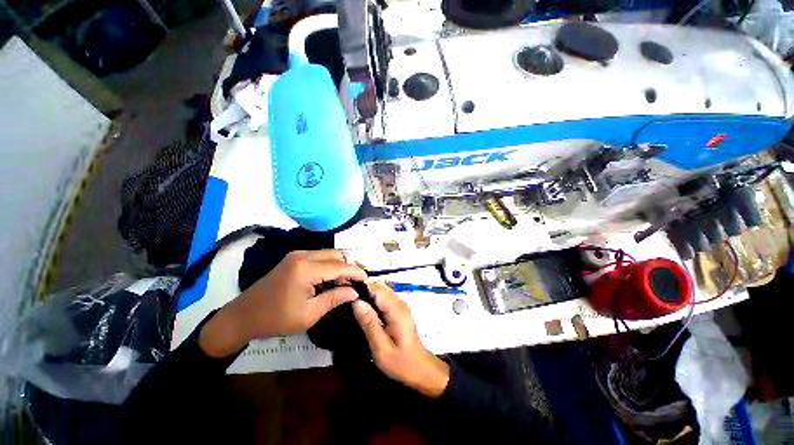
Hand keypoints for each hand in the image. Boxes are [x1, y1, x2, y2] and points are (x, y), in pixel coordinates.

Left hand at [200, 250, 366, 356]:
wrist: (243, 315)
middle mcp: (303, 255)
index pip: (339, 266)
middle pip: (335, 255)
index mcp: (306, 268)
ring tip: (343, 283)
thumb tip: (355, 291)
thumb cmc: (276, 319)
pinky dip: (328, 265)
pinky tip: (328, 280)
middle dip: (347, 267)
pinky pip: (318, 257)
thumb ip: (335, 299)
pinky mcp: (293, 258)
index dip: (355, 272)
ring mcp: (297, 255)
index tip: (367, 278)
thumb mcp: (309, 314)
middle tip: (354, 283)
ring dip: (338, 266)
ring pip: (328, 254)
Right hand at [352, 281, 449, 397]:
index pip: (377, 290)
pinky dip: (373, 300)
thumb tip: (356, 302)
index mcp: (397, 311)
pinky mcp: (399, 310)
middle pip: (380, 288)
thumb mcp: (381, 348)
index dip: (361, 288)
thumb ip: (369, 323)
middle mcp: (400, 303)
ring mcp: (401, 306)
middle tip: (347, 301)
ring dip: (368, 295)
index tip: (346, 294)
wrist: (419, 369)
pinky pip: (384, 299)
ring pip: (382, 292)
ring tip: (352, 305)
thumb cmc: (400, 362)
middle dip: (363, 291)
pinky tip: (364, 311)